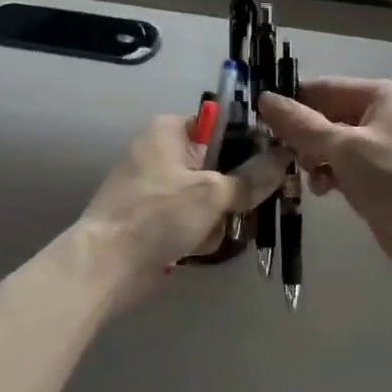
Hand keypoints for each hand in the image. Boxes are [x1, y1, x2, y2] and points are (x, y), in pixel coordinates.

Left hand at [79, 113, 283, 303]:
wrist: (106, 267)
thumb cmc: (157, 215)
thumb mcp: (212, 193)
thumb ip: (252, 177)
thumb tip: (285, 157)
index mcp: (169, 130)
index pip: (222, 124)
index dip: (250, 144)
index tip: (273, 164)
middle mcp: (162, 152)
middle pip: (220, 165)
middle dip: (234, 192)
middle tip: (249, 208)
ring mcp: (157, 188)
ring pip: (211, 197)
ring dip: (217, 219)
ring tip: (211, 234)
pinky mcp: (155, 218)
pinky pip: (193, 219)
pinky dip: (199, 233)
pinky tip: (195, 249)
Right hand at [259, 78, 391, 289]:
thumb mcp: (344, 148)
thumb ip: (301, 125)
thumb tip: (264, 99)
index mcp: (384, 95)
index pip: (327, 88)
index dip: (293, 102)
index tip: (259, 120)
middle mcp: (387, 114)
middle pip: (329, 116)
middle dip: (304, 136)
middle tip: (279, 155)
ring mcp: (386, 147)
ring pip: (334, 144)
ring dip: (315, 158)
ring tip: (305, 175)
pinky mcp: (382, 176)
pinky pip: (346, 166)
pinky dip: (330, 174)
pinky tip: (320, 190)